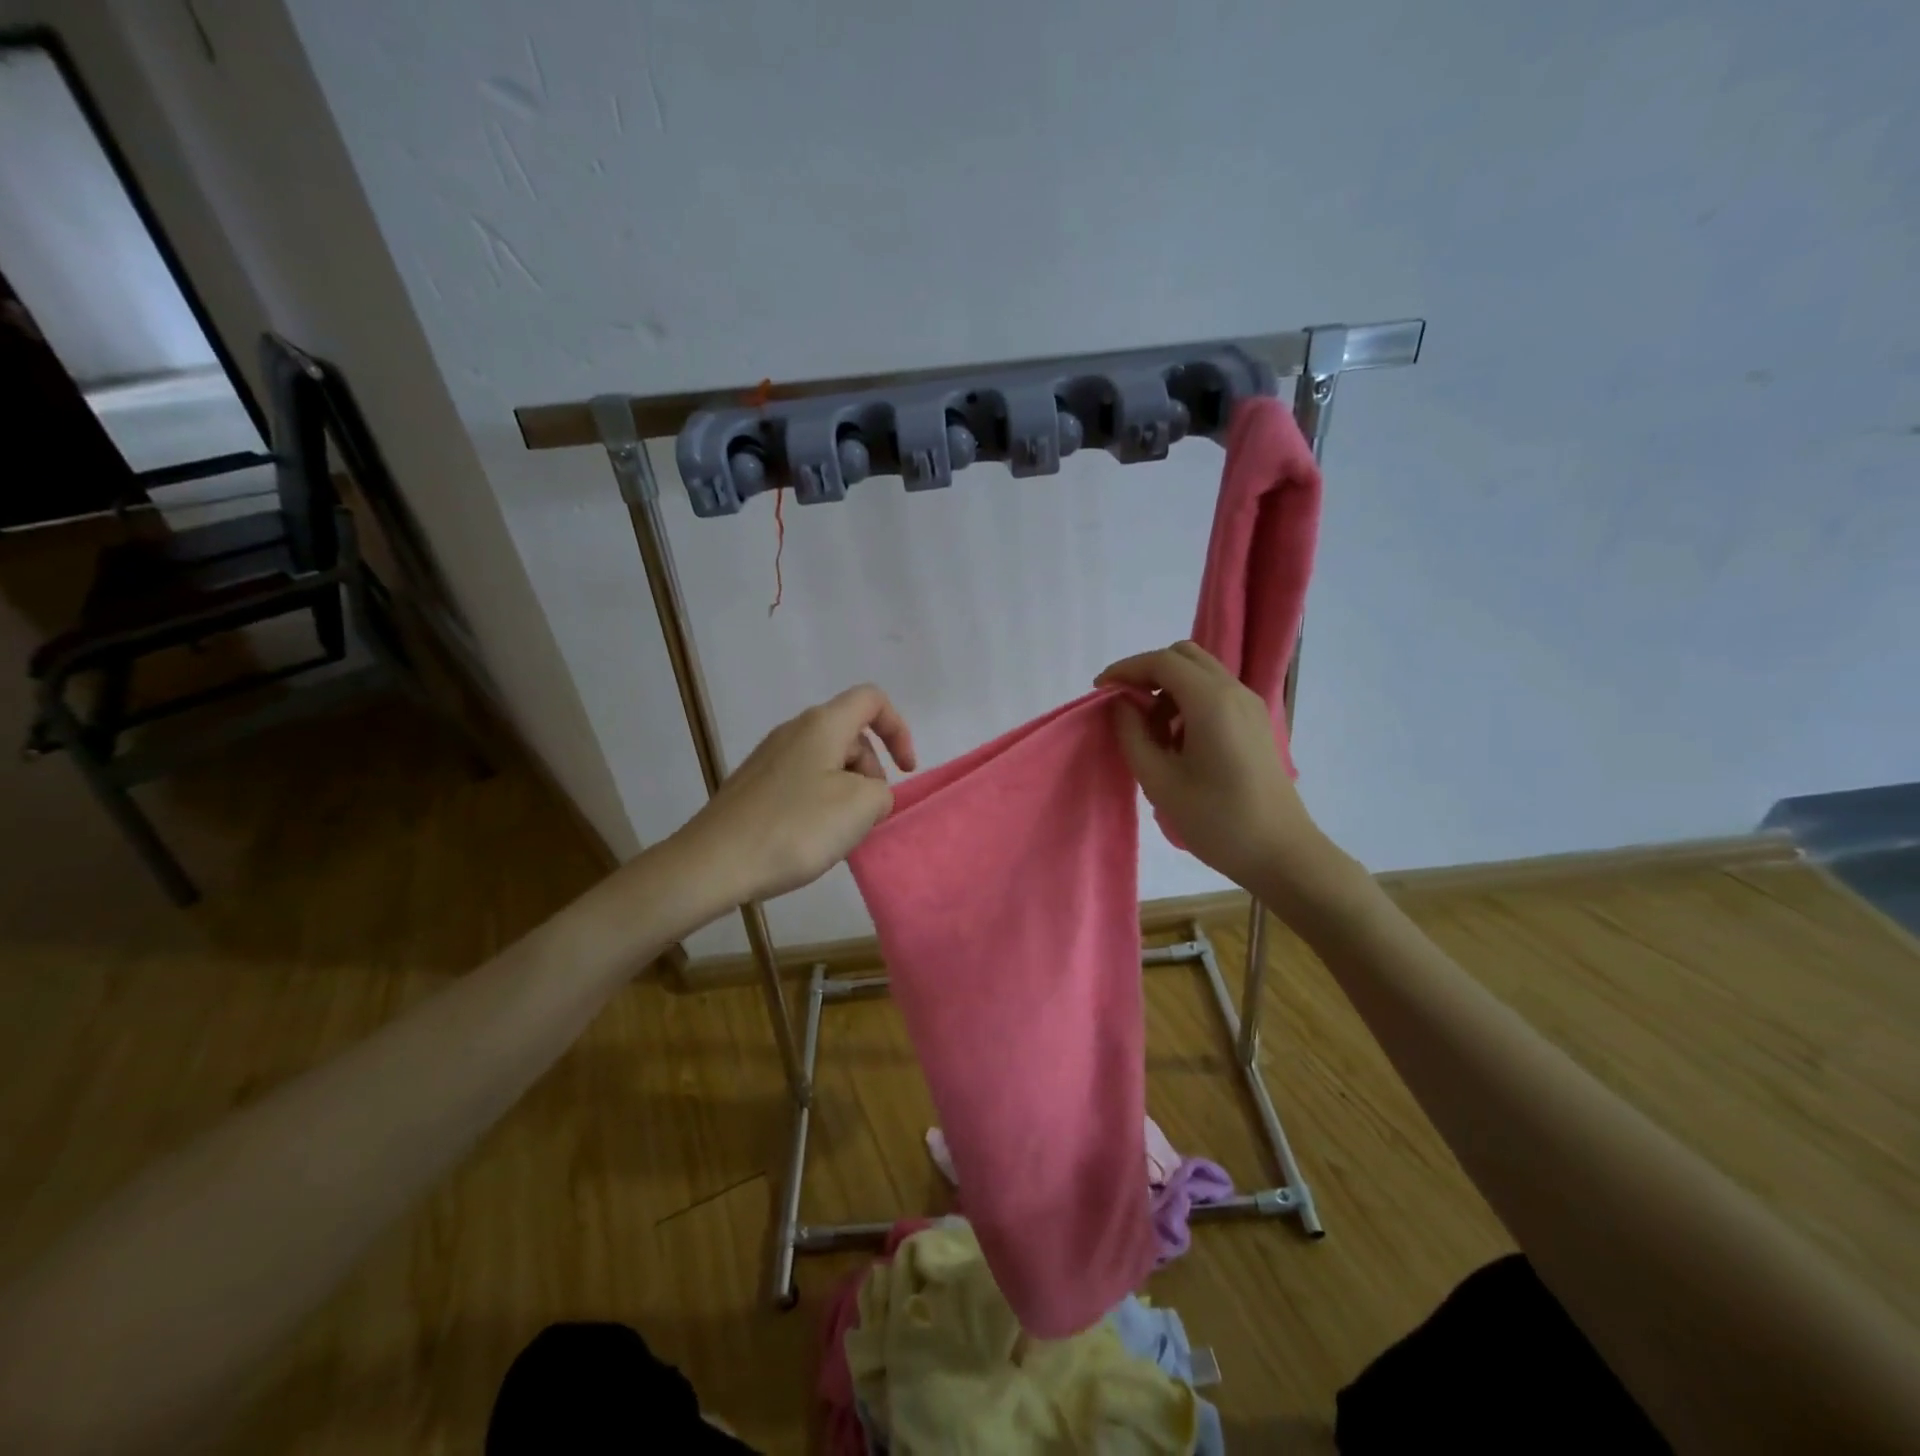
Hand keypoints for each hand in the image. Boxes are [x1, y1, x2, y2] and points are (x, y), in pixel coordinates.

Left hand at [669, 684, 916, 906]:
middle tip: (869, 816)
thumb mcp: (861, 806)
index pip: (872, 700)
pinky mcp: (753, 784)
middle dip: (873, 771)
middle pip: (851, 735)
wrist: (714, 863)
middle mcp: (794, 730)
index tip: (906, 771)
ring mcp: (769, 757)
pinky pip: (802, 781)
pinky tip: (810, 838)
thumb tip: (868, 793)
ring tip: (840, 833)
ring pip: (827, 761)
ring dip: (848, 791)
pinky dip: (820, 802)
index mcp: (822, 724)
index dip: (899, 729)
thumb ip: (882, 791)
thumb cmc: (795, 827)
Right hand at [1097, 642, 1349, 906]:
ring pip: (1200, 672)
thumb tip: (1122, 705)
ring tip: (1151, 732)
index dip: (1126, 669)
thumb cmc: (1216, 820)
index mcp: (1211, 702)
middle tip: (1125, 706)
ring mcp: (1250, 705)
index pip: (1162, 661)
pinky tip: (1178, 741)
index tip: (1100, 690)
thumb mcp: (1159, 781)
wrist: (1280, 853)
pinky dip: (1188, 701)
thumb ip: (1132, 735)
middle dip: (1148, 672)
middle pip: (1184, 656)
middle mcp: (1234, 691)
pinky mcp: (1256, 722)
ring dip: (1168, 688)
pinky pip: (1215, 692)